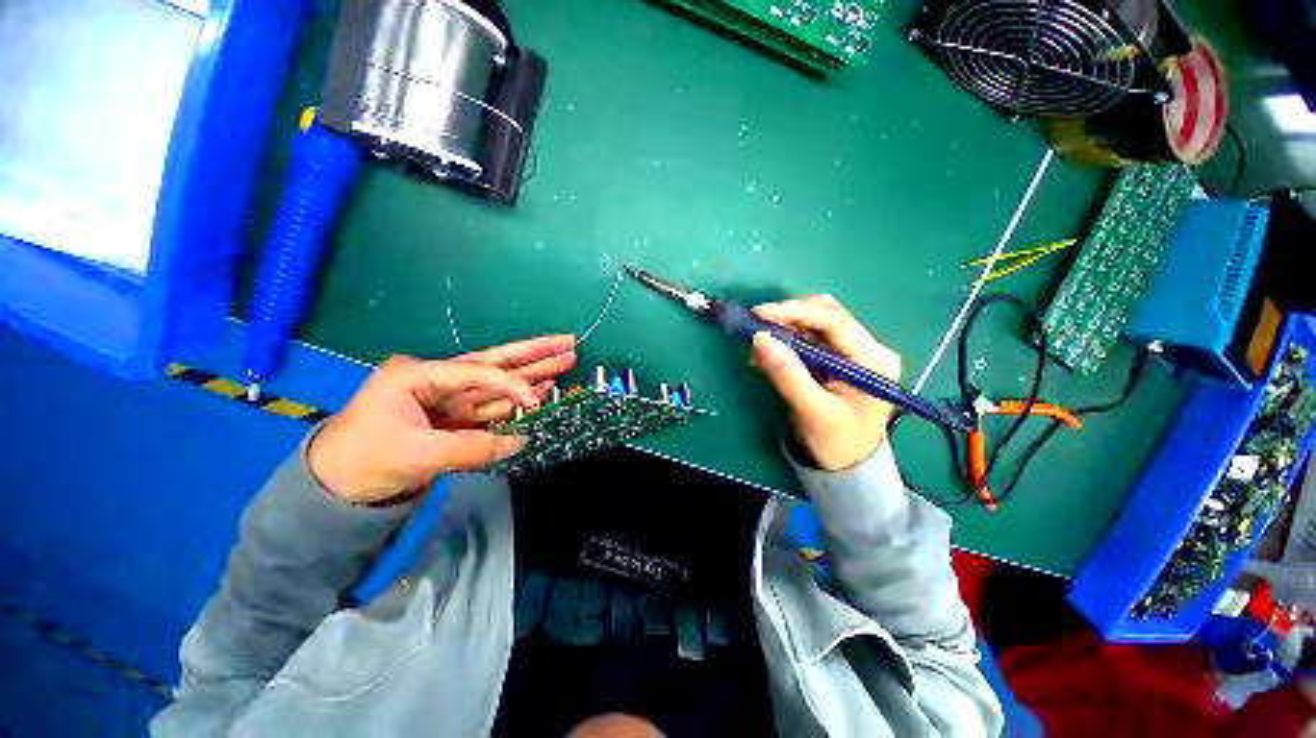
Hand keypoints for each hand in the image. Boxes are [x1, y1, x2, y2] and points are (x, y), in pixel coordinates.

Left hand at [308, 335, 576, 503]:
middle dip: (533, 353)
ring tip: (564, 361)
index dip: (511, 384)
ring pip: (500, 383)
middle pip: (495, 363)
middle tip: (568, 342)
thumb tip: (521, 440)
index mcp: (418, 375)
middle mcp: (438, 379)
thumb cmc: (364, 461)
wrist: (337, 488)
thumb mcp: (415, 454)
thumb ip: (472, 447)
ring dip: (533, 374)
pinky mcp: (457, 418)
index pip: (477, 372)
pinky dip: (519, 399)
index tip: (535, 402)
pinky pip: (494, 406)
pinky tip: (542, 389)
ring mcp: (450, 399)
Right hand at [752, 295, 901, 471]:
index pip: (834, 321)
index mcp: (873, 360)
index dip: (795, 312)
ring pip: (815, 325)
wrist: (848, 465)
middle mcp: (868, 349)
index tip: (759, 313)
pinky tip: (768, 355)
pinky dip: (787, 342)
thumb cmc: (837, 442)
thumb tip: (760, 338)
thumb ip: (787, 374)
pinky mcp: (839, 359)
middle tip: (757, 327)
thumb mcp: (812, 411)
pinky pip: (810, 340)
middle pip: (826, 316)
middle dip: (789, 318)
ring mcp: (854, 353)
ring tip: (759, 346)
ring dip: (785, 330)